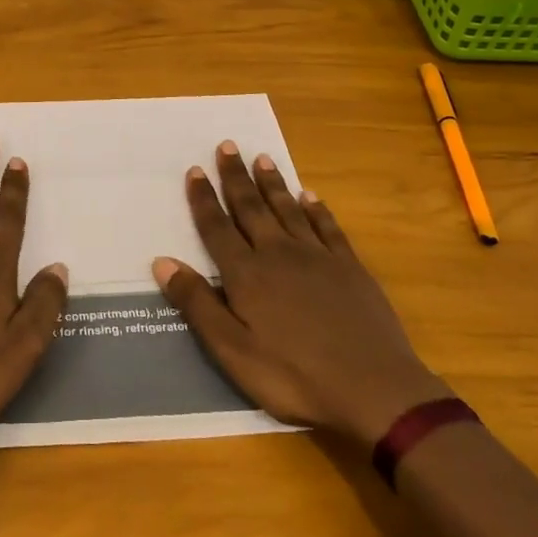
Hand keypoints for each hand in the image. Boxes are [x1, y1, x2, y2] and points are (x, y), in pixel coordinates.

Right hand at [152, 142, 450, 447]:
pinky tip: (310, 196)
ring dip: (273, 183)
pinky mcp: (350, 268)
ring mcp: (317, 257)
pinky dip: (316, 209)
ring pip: (288, 209)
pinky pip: (328, 227)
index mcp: (246, 274)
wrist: (375, 391)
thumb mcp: (233, 351)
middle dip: (236, 176)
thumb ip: (198, 304)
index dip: (203, 198)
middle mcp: (278, 254)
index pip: (217, 227)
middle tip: (227, 146)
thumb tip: (162, 262)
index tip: (195, 170)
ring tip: (262, 158)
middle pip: (251, 207)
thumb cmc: (294, 376)